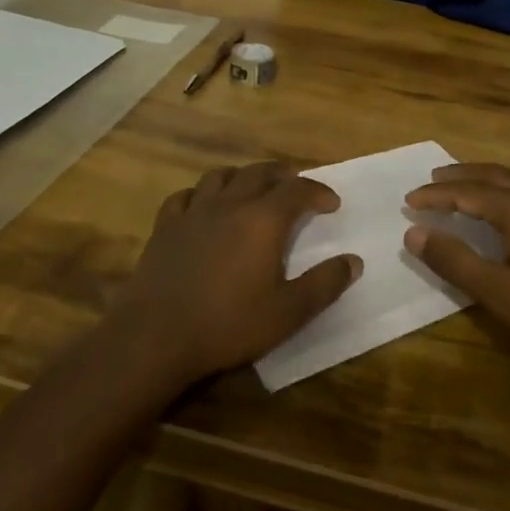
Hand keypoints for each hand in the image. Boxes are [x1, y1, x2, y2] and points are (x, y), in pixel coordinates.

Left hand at [113, 161, 360, 384]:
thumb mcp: (288, 313)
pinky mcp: (165, 227)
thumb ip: (324, 284)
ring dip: (242, 177)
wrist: (155, 337)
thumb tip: (353, 261)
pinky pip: (184, 196)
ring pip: (221, 176)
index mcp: (263, 220)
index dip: (318, 191)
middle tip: (295, 186)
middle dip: (282, 175)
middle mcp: (230, 204)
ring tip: (251, 189)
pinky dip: (200, 195)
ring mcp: (194, 212)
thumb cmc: (228, 324)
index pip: (298, 190)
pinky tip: (202, 207)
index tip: (331, 204)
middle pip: (260, 173)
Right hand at [404, 163, 509, 380]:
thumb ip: (456, 261)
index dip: (436, 196)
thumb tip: (415, 233)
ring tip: (465, 184)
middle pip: (494, 175)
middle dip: (460, 177)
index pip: (468, 193)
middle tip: (432, 180)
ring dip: (487, 178)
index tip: (408, 200)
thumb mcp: (501, 295)